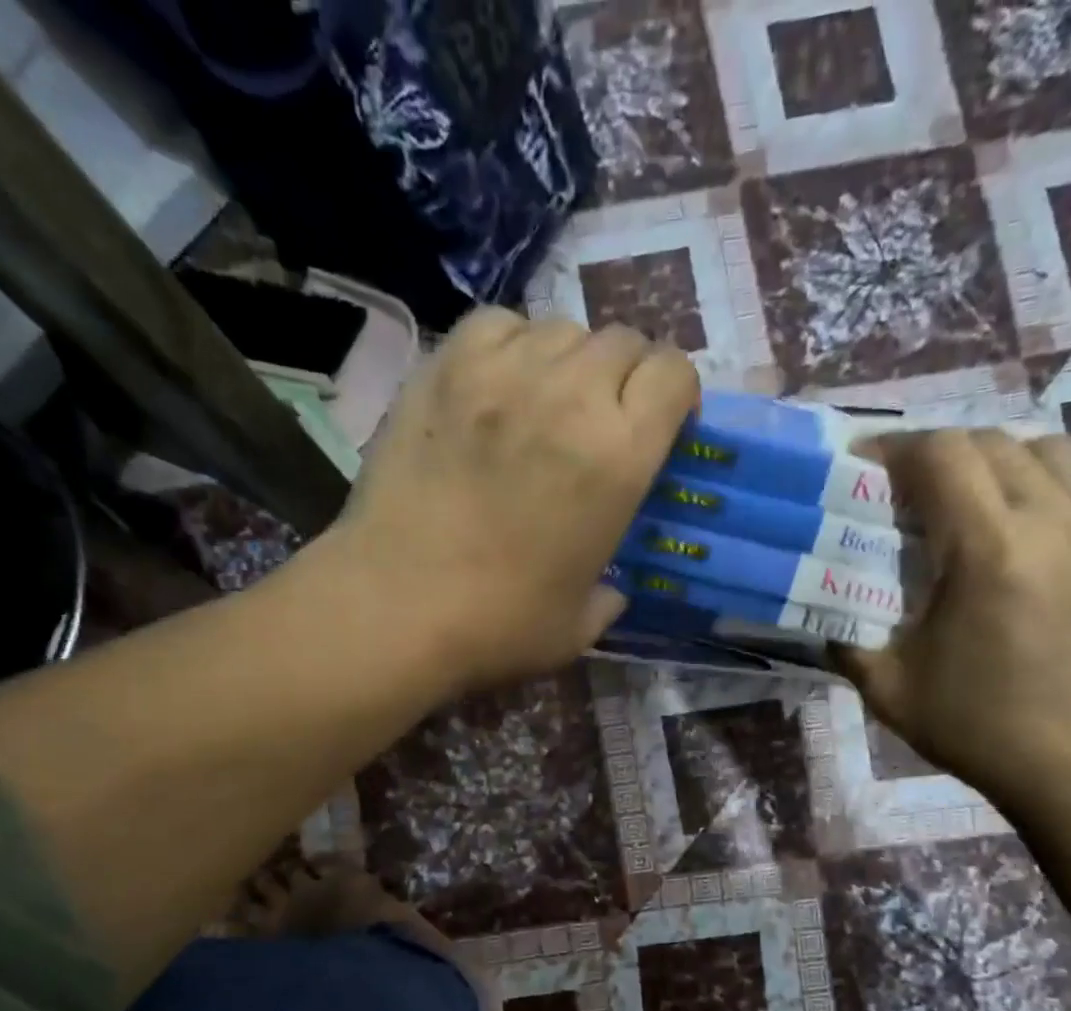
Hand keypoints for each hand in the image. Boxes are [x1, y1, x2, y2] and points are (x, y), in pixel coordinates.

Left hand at [329, 307, 697, 691]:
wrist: (395, 607)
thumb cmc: (499, 625)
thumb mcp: (580, 625)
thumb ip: (609, 596)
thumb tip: (610, 589)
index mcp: (619, 457)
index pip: (674, 373)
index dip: (675, 393)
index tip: (661, 425)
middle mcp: (571, 396)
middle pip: (622, 341)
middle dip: (626, 375)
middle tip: (603, 420)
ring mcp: (502, 373)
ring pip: (561, 328)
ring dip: (568, 361)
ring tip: (547, 403)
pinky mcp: (443, 367)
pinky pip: (497, 324)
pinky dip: (510, 345)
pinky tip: (498, 386)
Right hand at [837, 429, 1070, 802]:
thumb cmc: (979, 730)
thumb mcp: (888, 689)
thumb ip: (845, 638)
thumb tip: (823, 605)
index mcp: (988, 551)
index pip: (940, 453)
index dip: (897, 448)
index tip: (871, 467)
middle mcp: (1059, 521)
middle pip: (995, 443)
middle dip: (946, 457)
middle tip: (922, 496)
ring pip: (1062, 452)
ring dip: (1014, 467)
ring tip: (995, 505)